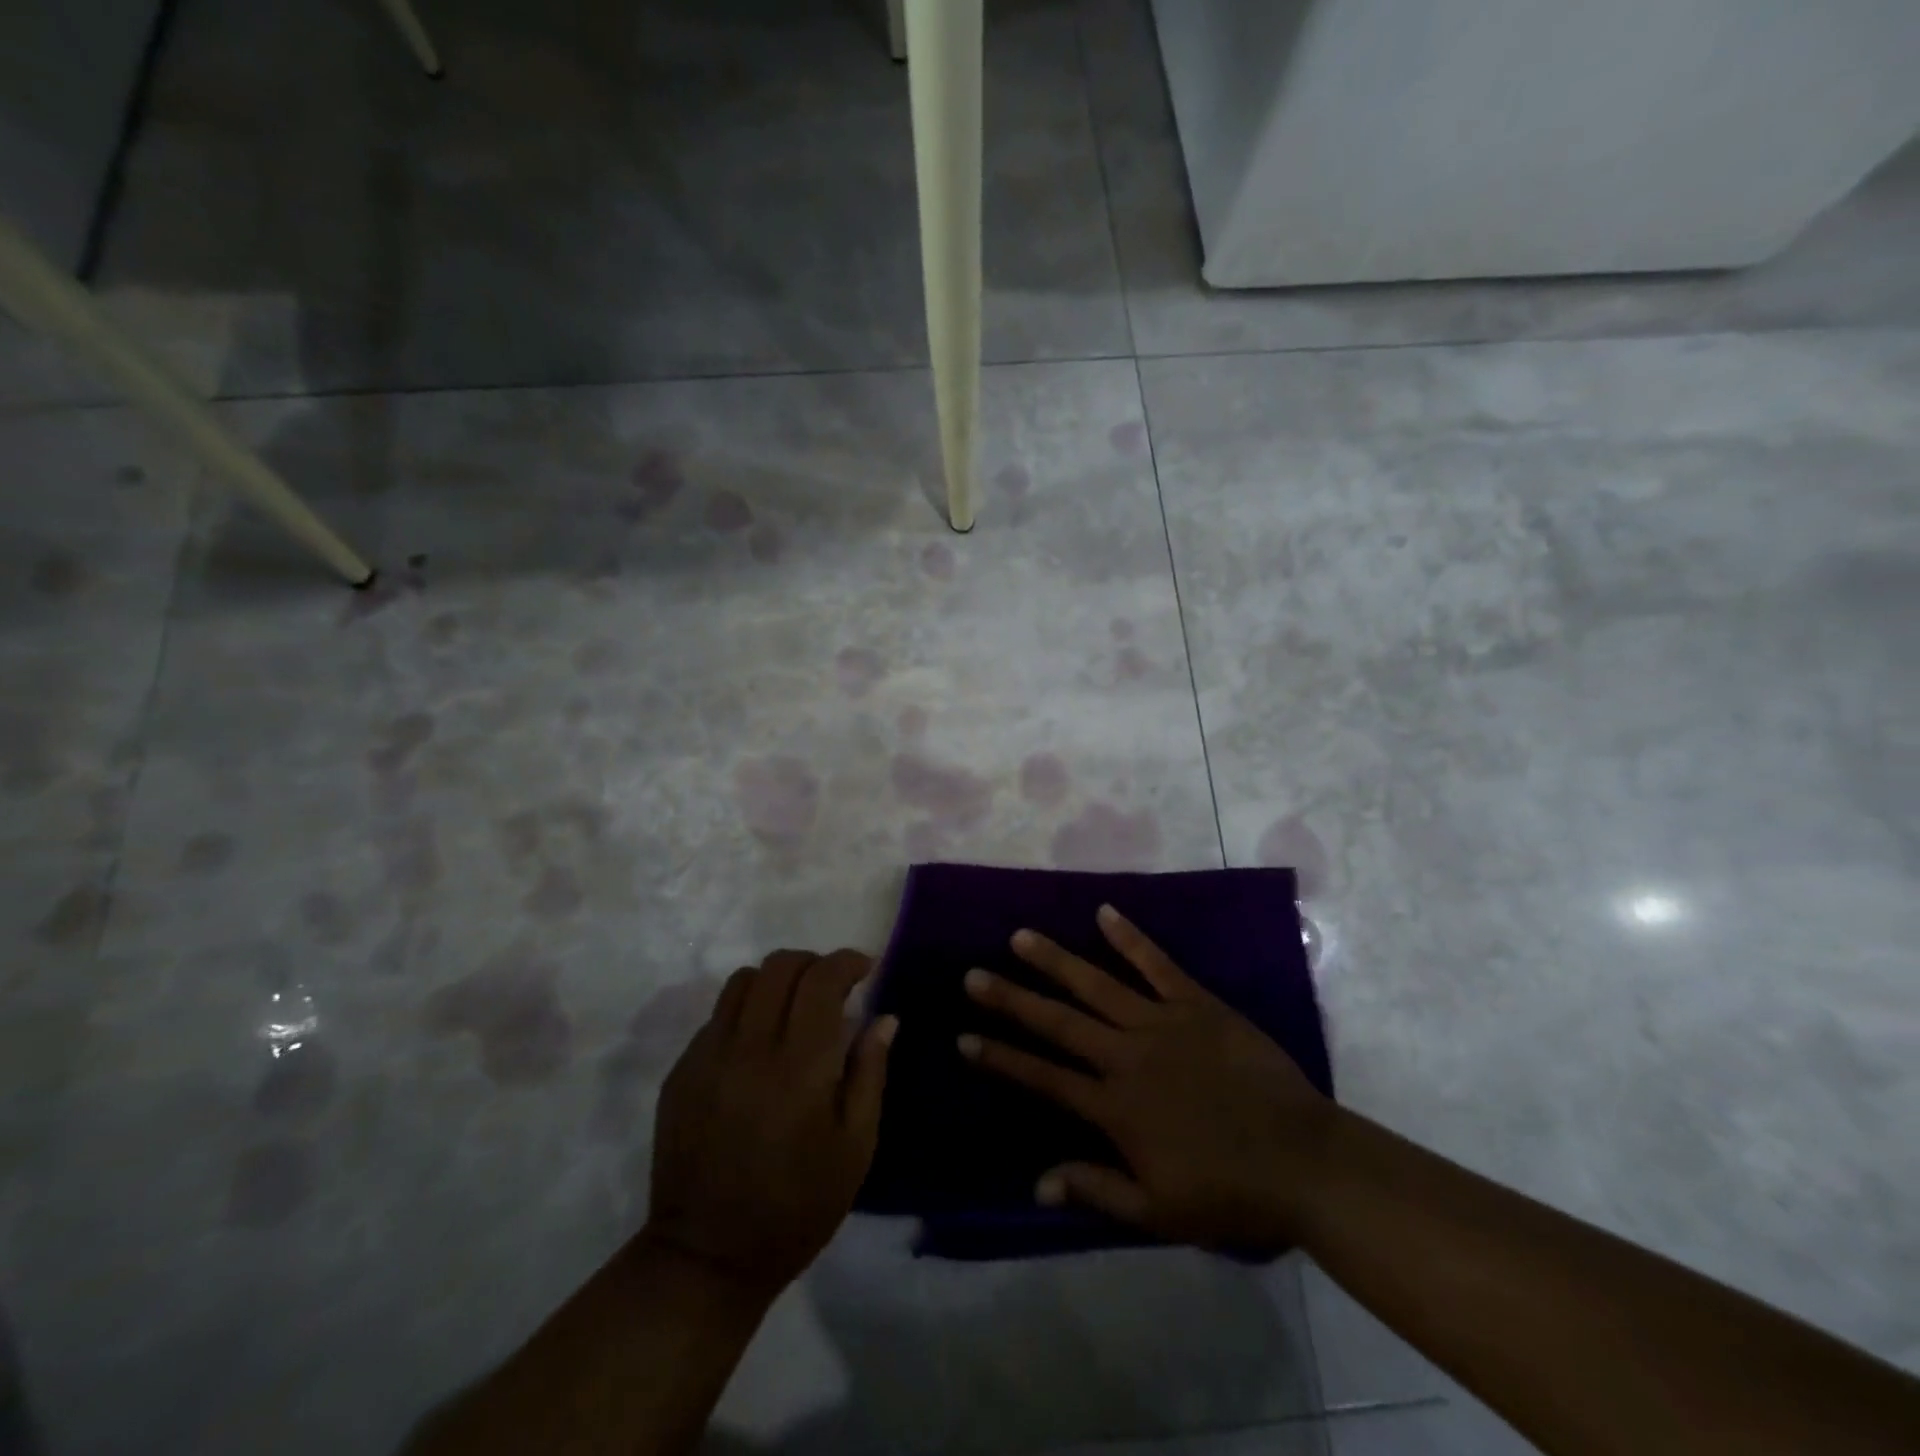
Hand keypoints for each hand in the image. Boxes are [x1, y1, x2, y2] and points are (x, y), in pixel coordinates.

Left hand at [642, 949, 895, 1300]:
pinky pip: (717, 1015)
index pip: (821, 979)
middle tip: (832, 986)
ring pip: (743, 980)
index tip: (865, 968)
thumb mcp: (855, 1147)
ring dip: (776, 980)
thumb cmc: (798, 1206)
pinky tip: (758, 1044)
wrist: (708, 1259)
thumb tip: (884, 1017)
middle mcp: (749, 1048)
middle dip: (814, 962)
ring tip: (793, 1006)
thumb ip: (870, 1072)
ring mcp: (708, 1057)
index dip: (847, 961)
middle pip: (780, 966)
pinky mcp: (681, 1072)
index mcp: (800, 1066)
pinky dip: (746, 1010)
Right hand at [960, 906, 1333, 1254]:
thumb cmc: (1230, 1193)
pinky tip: (1104, 912)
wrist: (1304, 1161)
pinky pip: (1157, 964)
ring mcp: (1163, 1022)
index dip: (1001, 1058)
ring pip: (1097, 984)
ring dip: (1056, 960)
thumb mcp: (1159, 1212)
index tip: (964, 1038)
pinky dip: (1130, 937)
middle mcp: (1128, 1055)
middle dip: (1012, 999)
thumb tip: (1038, 1182)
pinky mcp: (1197, 1004)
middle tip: (973, 975)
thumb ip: (1097, 1190)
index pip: (1044, 1078)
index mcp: (1116, 1107)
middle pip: (1059, 1022)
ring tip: (1020, 937)